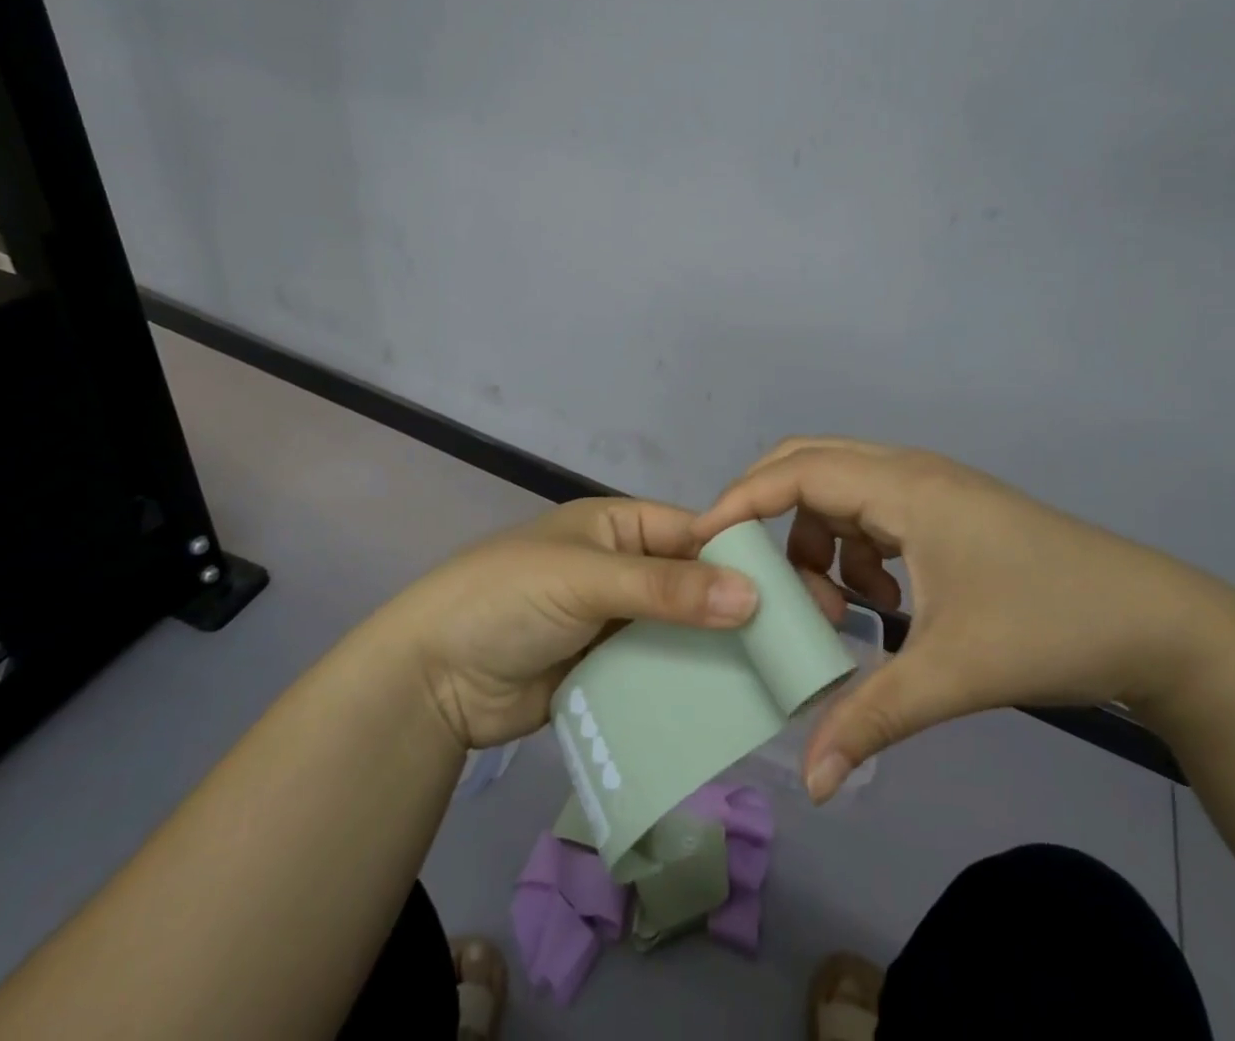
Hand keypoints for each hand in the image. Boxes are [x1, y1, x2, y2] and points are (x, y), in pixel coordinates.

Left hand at [377, 498, 761, 750]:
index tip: (798, 590)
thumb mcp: (587, 579)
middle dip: (739, 608)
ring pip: (682, 631)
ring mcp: (617, 623)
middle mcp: (625, 569)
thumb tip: (753, 596)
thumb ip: (666, 589)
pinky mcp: (609, 671)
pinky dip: (689, 684)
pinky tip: (732, 706)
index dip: (741, 558)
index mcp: (620, 527)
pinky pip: (660, 672)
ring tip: (781, 679)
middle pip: (693, 584)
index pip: (694, 533)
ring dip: (719, 651)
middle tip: (801, 641)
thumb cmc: (510, 598)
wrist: (433, 677)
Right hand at [688, 437, 1234, 799]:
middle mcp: (908, 471)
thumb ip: (871, 719)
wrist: (1156, 624)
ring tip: (840, 610)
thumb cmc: (1048, 627)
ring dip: (820, 540)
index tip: (702, 543)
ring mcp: (930, 487)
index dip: (741, 500)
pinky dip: (858, 550)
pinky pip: (873, 511)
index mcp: (902, 487)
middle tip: (750, 570)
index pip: (796, 472)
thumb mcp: (951, 674)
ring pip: (841, 491)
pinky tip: (885, 606)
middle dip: (770, 512)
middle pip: (810, 463)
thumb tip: (811, 782)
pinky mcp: (946, 509)